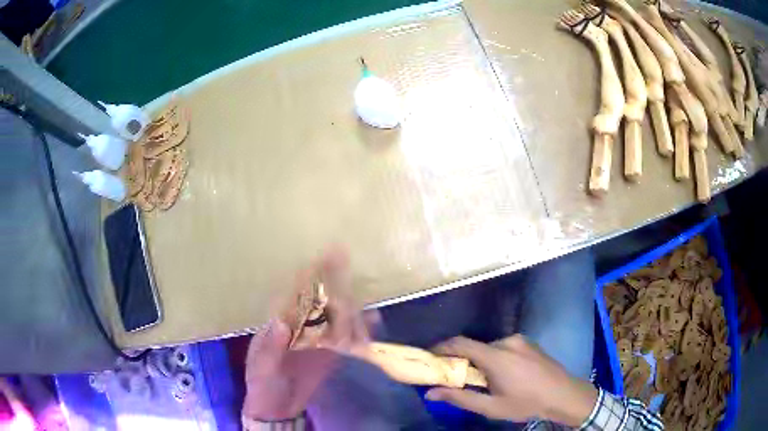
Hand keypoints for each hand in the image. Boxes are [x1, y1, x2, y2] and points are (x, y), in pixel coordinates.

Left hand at [242, 249, 372, 420]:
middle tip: (353, 272)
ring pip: (338, 317)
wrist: (277, 408)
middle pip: (322, 300)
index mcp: (281, 322)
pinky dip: (363, 330)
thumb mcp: (261, 368)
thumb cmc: (262, 384)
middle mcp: (302, 325)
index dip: (311, 274)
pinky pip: (349, 338)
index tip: (327, 256)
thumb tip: (281, 322)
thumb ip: (270, 348)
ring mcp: (319, 338)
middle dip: (337, 285)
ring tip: (366, 311)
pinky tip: (375, 322)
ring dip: (353, 310)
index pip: (296, 293)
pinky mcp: (332, 353)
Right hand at [424, 335, 597, 425]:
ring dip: (481, 361)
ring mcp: (521, 340)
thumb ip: (460, 398)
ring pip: (490, 348)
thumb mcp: (491, 407)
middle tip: (458, 378)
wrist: (564, 394)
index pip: (461, 343)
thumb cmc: (526, 403)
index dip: (441, 347)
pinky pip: (504, 347)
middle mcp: (507, 342)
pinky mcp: (529, 343)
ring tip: (484, 381)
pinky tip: (503, 375)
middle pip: (475, 347)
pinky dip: (495, 358)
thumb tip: (430, 392)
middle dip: (462, 360)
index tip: (429, 356)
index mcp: (496, 356)